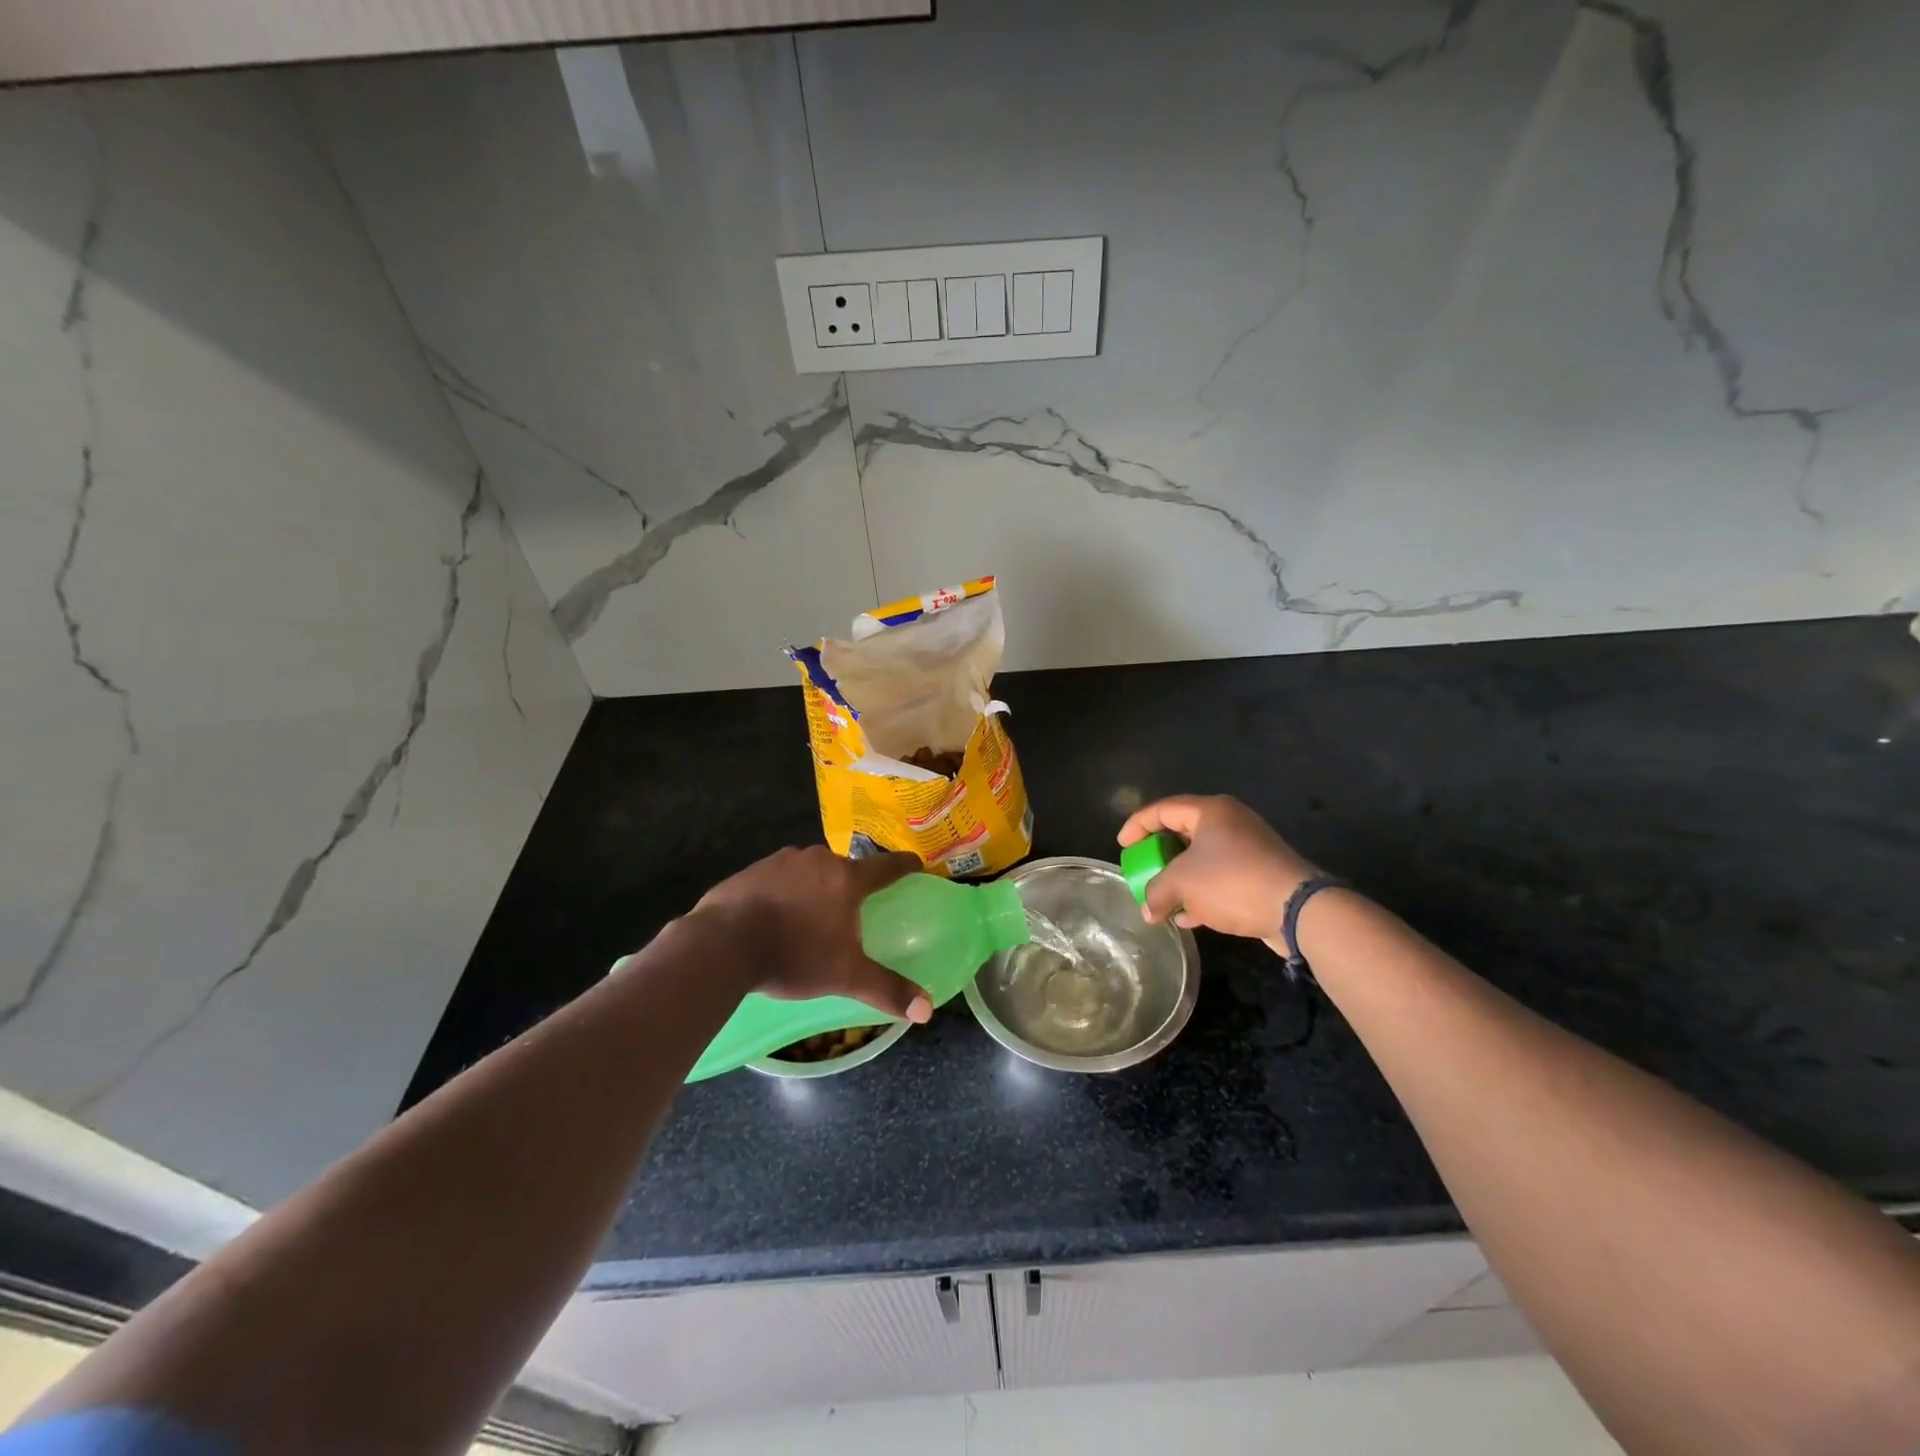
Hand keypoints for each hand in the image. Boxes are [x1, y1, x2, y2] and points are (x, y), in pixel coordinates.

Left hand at [690, 846, 932, 1022]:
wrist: (723, 944)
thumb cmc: (794, 955)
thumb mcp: (845, 977)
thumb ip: (886, 990)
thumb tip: (927, 1011)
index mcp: (847, 878)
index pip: (887, 866)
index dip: (905, 866)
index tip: (915, 866)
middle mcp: (819, 860)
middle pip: (846, 868)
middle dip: (853, 885)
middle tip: (854, 909)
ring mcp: (784, 860)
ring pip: (812, 870)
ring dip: (817, 886)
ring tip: (812, 916)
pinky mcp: (754, 869)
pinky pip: (781, 877)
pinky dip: (786, 891)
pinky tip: (776, 916)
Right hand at [1117, 795, 1319, 938]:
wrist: (1297, 910)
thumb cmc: (1232, 882)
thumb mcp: (1182, 884)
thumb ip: (1156, 892)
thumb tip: (1148, 909)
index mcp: (1210, 811)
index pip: (1163, 809)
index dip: (1137, 825)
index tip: (1122, 846)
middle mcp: (1230, 823)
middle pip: (1182, 832)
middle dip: (1159, 856)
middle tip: (1142, 870)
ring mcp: (1248, 849)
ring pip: (1201, 859)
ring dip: (1179, 879)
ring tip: (1160, 899)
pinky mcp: (1259, 874)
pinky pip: (1220, 878)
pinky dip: (1201, 893)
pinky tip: (1187, 917)